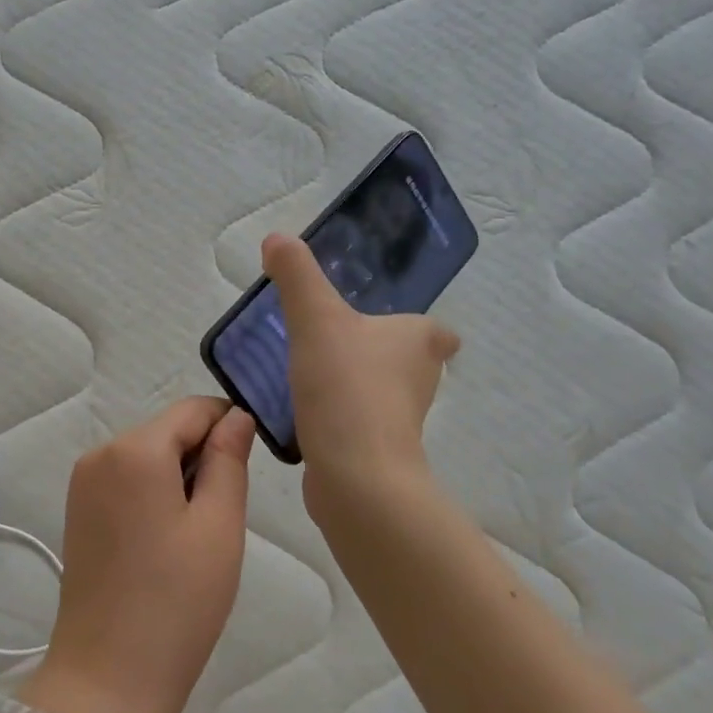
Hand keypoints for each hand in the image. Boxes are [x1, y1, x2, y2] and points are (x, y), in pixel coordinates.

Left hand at [19, 399, 255, 712]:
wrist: (106, 679)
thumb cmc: (176, 603)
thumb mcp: (218, 526)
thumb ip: (229, 459)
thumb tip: (237, 416)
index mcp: (134, 449)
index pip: (193, 409)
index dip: (229, 425)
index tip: (253, 464)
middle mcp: (100, 452)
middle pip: (168, 430)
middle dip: (203, 456)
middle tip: (223, 515)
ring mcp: (83, 482)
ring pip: (148, 455)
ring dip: (180, 478)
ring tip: (195, 536)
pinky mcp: (77, 509)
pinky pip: (127, 479)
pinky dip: (154, 494)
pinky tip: (166, 542)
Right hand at [261, 232, 458, 512]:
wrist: (355, 475)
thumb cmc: (346, 386)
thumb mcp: (315, 317)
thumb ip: (296, 275)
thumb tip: (277, 237)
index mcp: (419, 342)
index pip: (434, 331)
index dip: (415, 328)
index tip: (379, 324)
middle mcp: (420, 381)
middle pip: (406, 361)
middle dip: (376, 353)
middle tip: (329, 341)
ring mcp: (401, 422)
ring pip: (381, 393)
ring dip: (355, 384)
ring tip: (311, 374)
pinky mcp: (379, 453)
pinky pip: (359, 423)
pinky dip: (340, 416)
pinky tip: (306, 412)